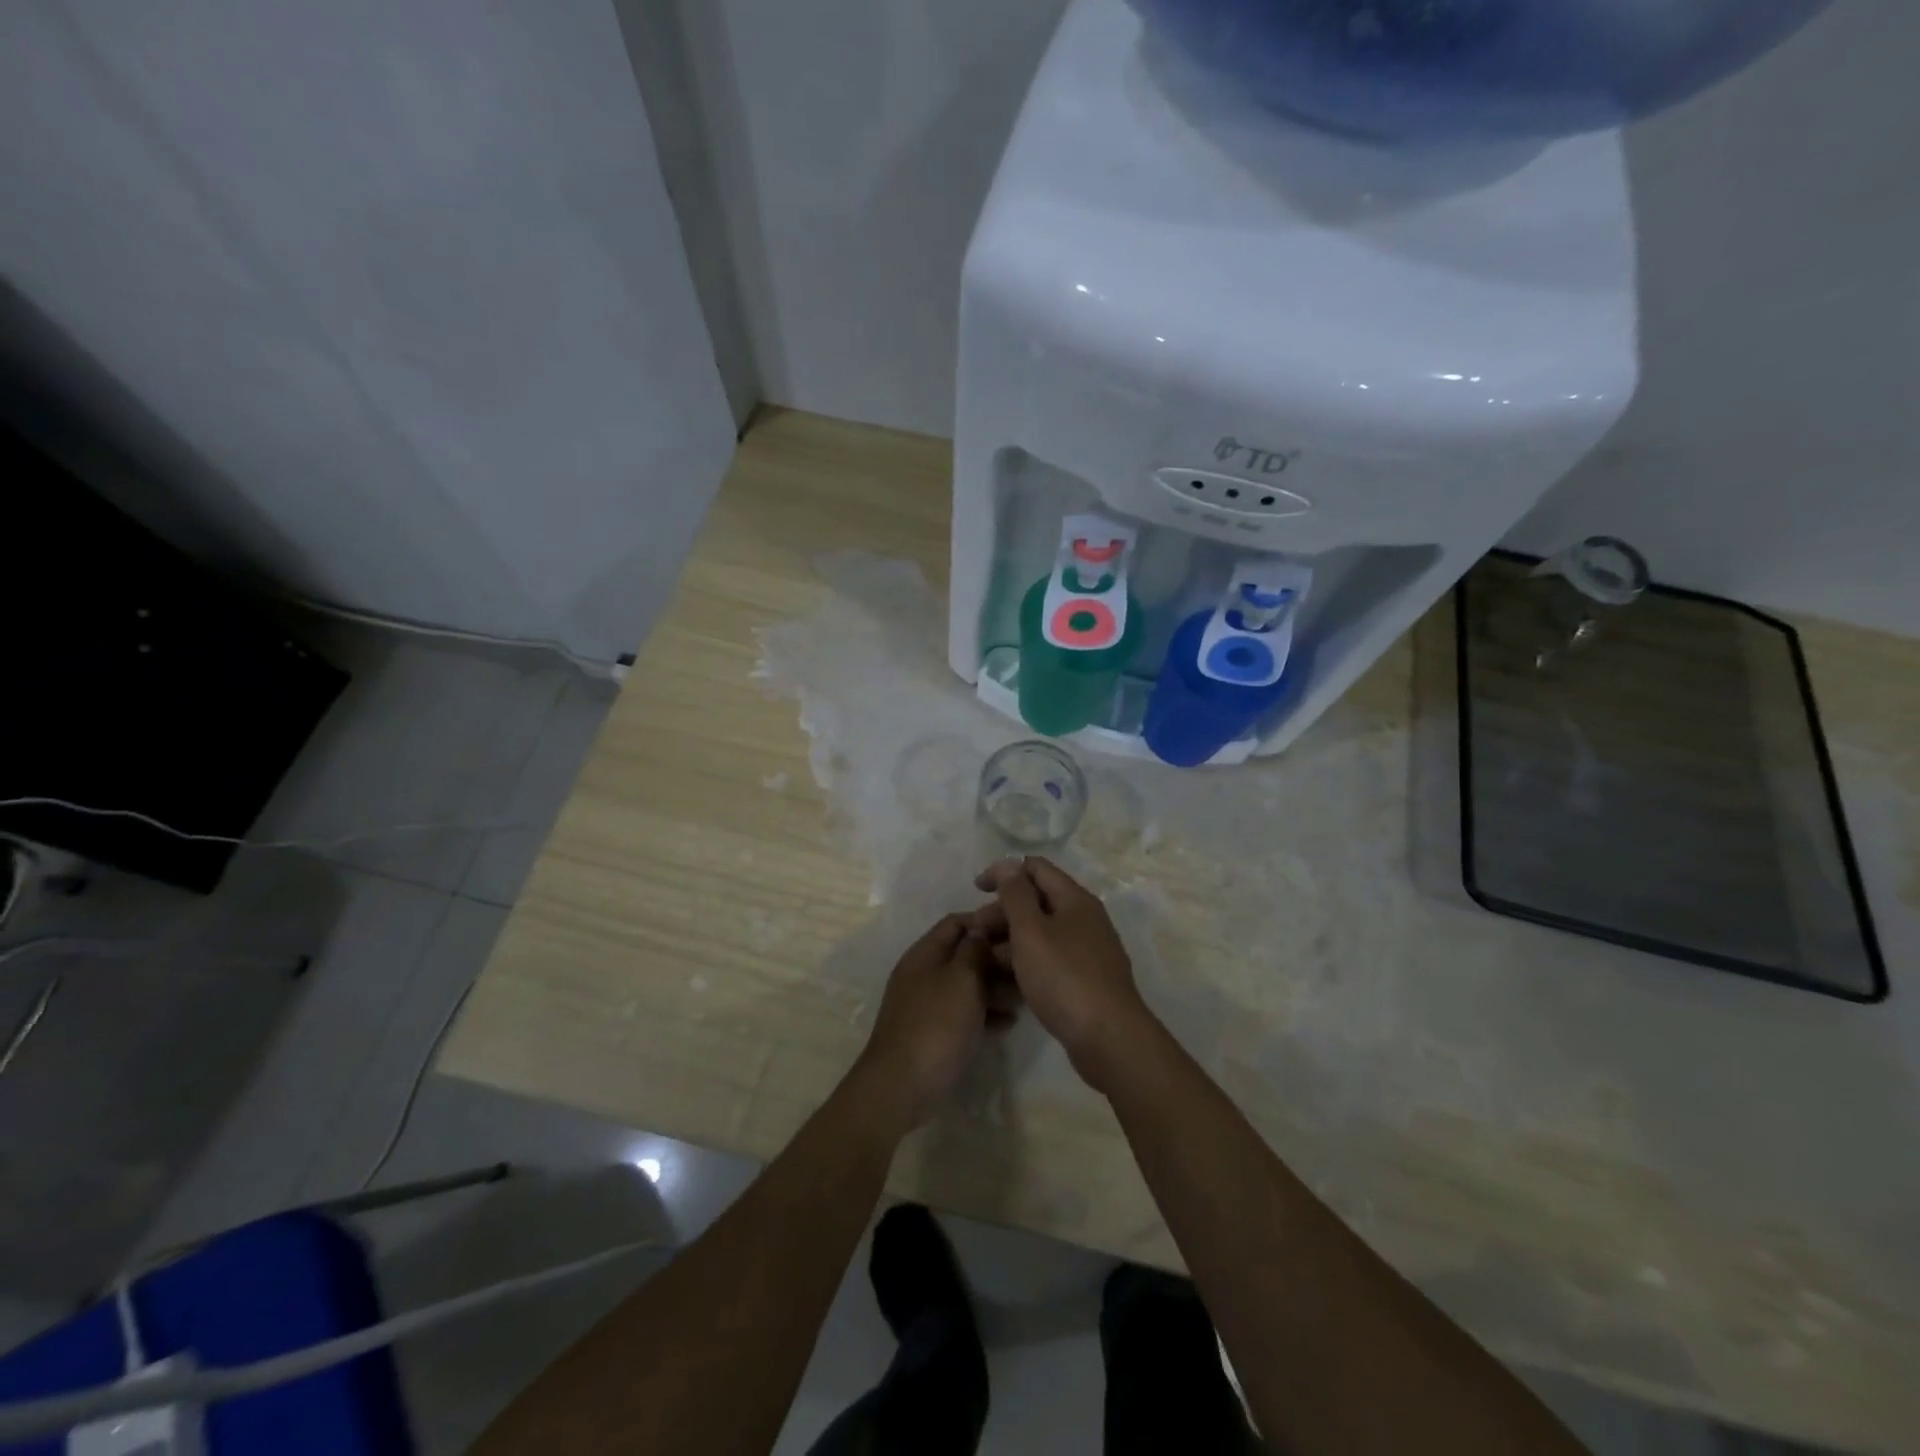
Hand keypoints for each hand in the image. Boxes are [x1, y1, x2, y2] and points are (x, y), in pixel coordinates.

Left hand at [854, 915, 1015, 1130]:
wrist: (903, 1085)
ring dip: (995, 986)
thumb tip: (980, 930)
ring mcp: (928, 1003)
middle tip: (1028, 965)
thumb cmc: (936, 1024)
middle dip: (995, 956)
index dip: (986, 921)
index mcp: (925, 953)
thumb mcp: (962, 979)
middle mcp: (924, 973)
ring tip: (1025, 994)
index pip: (957, 922)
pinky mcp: (934, 1031)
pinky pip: (964, 1012)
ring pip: (966, 984)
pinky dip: (986, 1012)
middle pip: (963, 953)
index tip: (1018, 928)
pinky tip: (1010, 1022)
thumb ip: (974, 950)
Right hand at [971, 858, 1157, 1093]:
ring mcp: (1088, 950)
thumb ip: (1016, 895)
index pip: (1036, 868)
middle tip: (975, 933)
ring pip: (1043, 932)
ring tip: (985, 959)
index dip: (1004, 872)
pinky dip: (1028, 960)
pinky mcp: (1086, 979)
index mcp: (1075, 899)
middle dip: (1003, 910)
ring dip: (1012, 938)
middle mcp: (1085, 918)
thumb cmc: (1064, 978)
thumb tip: (1008, 864)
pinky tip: (1008, 979)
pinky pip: (1051, 957)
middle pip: (1038, 900)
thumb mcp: (1031, 932)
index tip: (976, 890)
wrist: (1109, 1039)